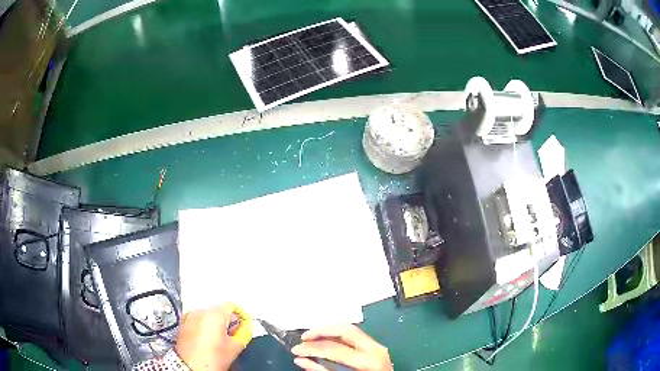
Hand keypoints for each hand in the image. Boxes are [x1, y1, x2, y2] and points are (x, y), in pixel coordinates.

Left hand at [175, 303, 251, 370]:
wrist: (190, 366)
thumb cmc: (212, 359)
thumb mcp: (234, 347)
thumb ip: (244, 333)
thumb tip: (246, 326)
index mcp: (215, 314)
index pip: (232, 305)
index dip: (240, 315)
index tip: (243, 325)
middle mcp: (201, 311)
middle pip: (219, 309)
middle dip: (227, 320)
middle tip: (232, 335)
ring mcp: (190, 316)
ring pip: (208, 314)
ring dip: (215, 323)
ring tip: (218, 338)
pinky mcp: (183, 323)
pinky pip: (198, 319)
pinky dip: (204, 325)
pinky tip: (207, 338)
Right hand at [291, 324, 392, 370]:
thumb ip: (321, 370)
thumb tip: (300, 360)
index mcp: (367, 360)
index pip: (333, 348)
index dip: (311, 348)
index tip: (296, 349)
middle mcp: (374, 348)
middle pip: (344, 329)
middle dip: (321, 331)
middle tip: (304, 338)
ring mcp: (378, 346)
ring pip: (350, 328)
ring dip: (329, 331)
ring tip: (313, 338)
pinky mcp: (377, 346)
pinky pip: (355, 335)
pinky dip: (339, 335)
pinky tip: (328, 340)